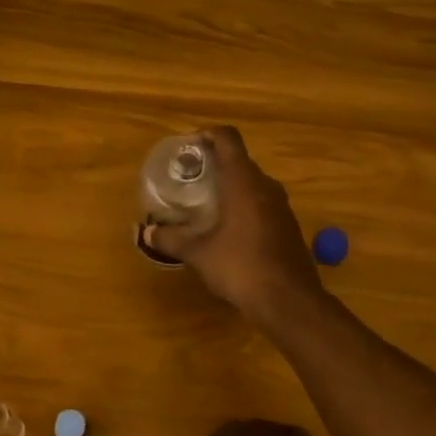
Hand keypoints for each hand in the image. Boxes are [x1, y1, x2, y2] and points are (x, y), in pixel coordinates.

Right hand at [139, 126, 322, 322]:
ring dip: (231, 186)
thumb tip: (146, 233)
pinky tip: (228, 228)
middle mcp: (265, 185)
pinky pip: (263, 203)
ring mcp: (281, 205)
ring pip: (253, 183)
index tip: (189, 145)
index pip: (228, 138)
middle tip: (190, 177)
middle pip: (240, 160)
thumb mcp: (199, 253)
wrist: (289, 300)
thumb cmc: (241, 267)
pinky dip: (244, 205)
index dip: (207, 134)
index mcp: (243, 181)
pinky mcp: (288, 225)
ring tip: (206, 202)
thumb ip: (172, 239)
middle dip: (215, 163)